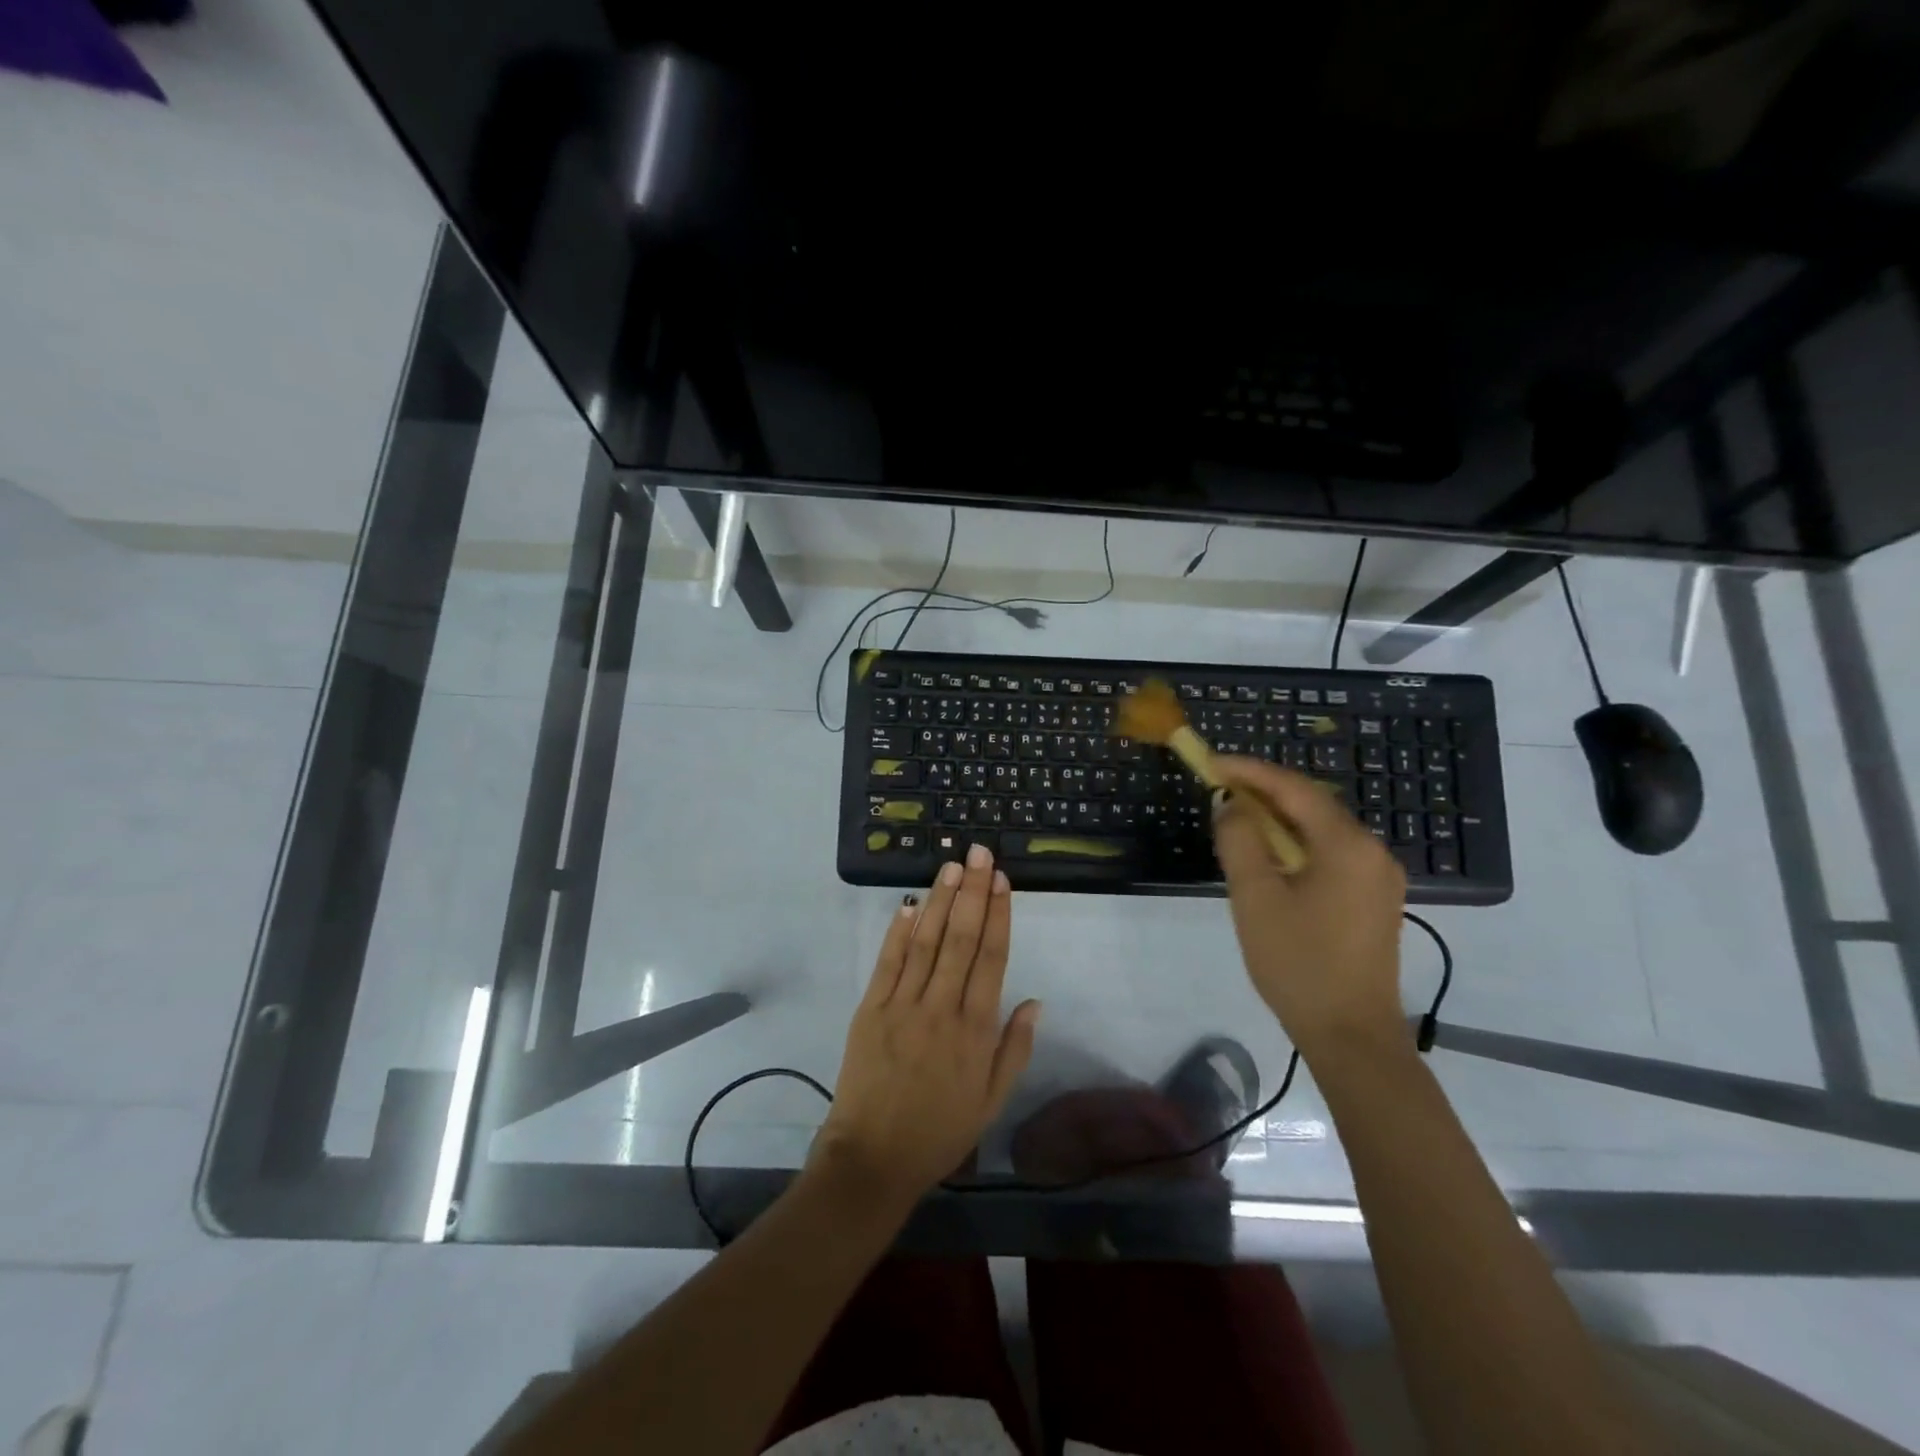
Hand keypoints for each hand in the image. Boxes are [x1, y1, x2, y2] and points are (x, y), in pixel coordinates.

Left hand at [813, 845, 1042, 1208]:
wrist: (873, 1159)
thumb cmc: (940, 1132)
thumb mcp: (991, 1101)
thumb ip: (1015, 1049)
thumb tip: (1035, 1000)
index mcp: (976, 1030)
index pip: (992, 957)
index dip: (999, 914)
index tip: (1002, 880)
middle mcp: (942, 1008)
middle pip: (962, 938)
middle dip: (973, 892)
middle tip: (979, 853)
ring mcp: (903, 1005)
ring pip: (927, 941)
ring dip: (941, 900)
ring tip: (952, 865)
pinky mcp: (871, 1009)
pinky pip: (888, 962)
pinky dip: (900, 930)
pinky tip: (911, 903)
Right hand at [1210, 757, 1407, 1059]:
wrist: (1351, 1035)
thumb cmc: (1298, 963)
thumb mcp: (1255, 898)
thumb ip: (1240, 841)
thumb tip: (1232, 804)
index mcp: (1347, 845)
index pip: (1294, 788)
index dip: (1250, 771)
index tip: (1211, 763)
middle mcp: (1372, 851)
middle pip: (1312, 804)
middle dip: (1264, 791)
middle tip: (1219, 787)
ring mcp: (1378, 876)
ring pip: (1322, 829)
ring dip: (1279, 817)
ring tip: (1237, 817)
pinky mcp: (1374, 899)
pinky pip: (1331, 853)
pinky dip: (1296, 842)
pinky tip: (1270, 854)